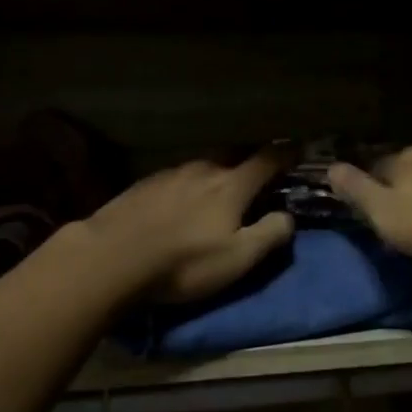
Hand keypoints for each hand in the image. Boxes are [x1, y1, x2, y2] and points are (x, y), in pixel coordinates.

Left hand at [81, 151, 294, 302]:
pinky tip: (181, 201)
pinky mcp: (144, 185)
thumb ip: (270, 234)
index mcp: (231, 185)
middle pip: (233, 154)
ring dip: (217, 172)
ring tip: (218, 188)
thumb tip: (288, 216)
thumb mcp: (238, 258)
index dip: (286, 154)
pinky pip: (177, 177)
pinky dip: (189, 184)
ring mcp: (170, 174)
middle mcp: (203, 169)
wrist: (111, 257)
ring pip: (203, 165)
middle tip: (259, 170)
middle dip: (250, 159)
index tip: (299, 149)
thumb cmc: (184, 262)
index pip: (267, 159)